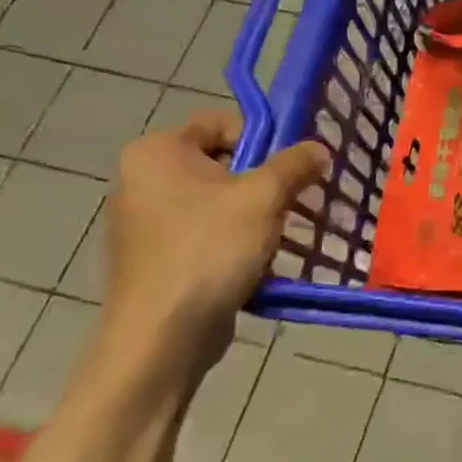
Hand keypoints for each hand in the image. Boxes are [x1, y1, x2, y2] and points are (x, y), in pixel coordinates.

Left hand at [98, 111, 327, 391]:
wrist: (161, 338)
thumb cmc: (209, 251)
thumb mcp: (264, 196)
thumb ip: (295, 164)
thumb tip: (318, 149)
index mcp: (156, 152)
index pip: (222, 122)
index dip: (263, 139)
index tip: (290, 168)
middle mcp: (142, 179)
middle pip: (223, 162)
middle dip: (265, 181)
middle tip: (295, 202)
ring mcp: (145, 222)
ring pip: (219, 201)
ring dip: (257, 213)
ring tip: (282, 234)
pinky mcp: (157, 258)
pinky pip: (207, 232)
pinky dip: (236, 240)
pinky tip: (259, 260)